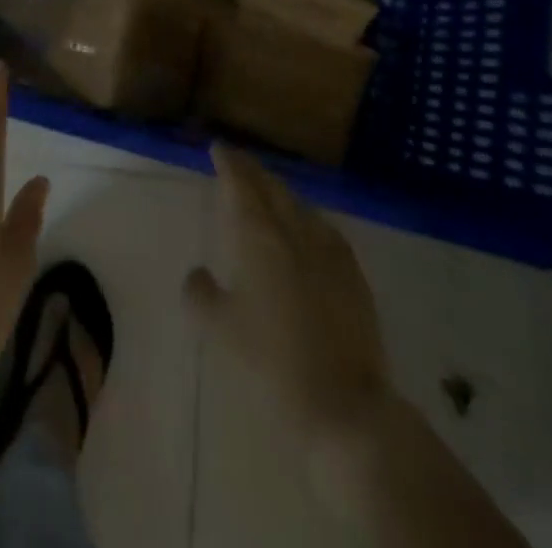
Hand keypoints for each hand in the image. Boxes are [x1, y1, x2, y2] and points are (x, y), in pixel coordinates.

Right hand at [184, 143, 392, 440]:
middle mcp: (293, 231)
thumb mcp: (220, 329)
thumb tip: (197, 273)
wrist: (344, 404)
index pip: (240, 184)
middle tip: (237, 162)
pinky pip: (324, 229)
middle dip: (253, 170)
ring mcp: (329, 251)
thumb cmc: (271, 361)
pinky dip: (307, 218)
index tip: (218, 147)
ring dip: (280, 192)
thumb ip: (201, 293)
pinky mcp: (353, 274)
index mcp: (258, 236)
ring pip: (300, 205)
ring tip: (268, 191)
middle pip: (272, 187)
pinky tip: (307, 229)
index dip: (228, 162)